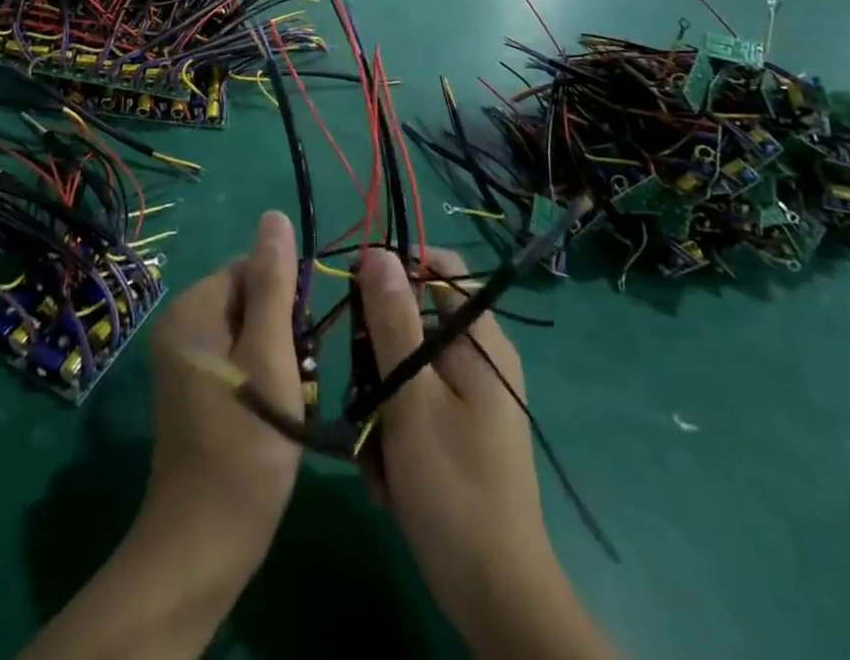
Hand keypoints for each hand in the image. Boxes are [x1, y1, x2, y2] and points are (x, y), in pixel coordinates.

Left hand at [18, 215, 304, 659]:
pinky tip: (274, 415)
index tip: (301, 343)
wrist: (205, 543)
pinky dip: (263, 381)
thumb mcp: (270, 354)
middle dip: (282, 331)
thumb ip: (274, 282)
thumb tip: (275, 216)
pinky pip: (238, 362)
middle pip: (249, 299)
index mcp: (192, 308)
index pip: (250, 268)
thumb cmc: (245, 443)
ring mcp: (184, 362)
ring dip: (277, 359)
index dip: (285, 298)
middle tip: (295, 378)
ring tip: (288, 402)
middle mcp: (180, 326)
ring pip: (249, 333)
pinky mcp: (194, 392)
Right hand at [358, 248, 615, 659]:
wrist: (495, 598)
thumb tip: (376, 252)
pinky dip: (393, 430)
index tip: (354, 290)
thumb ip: (393, 321)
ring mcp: (469, 397)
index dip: (395, 267)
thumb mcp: (412, 398)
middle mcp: (478, 359)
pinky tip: (387, 472)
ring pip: (404, 366)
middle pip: (414, 318)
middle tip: (362, 393)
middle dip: (377, 353)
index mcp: (480, 341)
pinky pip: (412, 404)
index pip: (438, 268)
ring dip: (379, 401)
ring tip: (373, 448)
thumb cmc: (453, 489)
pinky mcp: (456, 431)